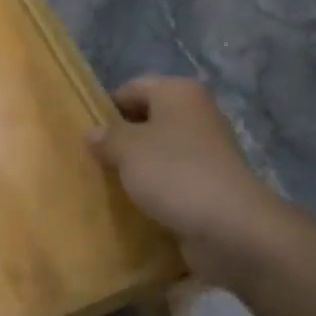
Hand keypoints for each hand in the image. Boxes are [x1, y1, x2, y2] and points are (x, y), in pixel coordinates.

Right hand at [89, 76, 285, 284]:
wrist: (230, 227)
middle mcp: (196, 114)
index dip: (106, 108)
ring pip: (159, 151)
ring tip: (107, 186)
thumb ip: (106, 137)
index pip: (132, 88)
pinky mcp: (210, 183)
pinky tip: (134, 205)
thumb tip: (92, 133)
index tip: (85, 135)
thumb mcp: (128, 149)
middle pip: (147, 119)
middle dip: (120, 140)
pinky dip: (154, 189)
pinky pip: (172, 178)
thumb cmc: (174, 173)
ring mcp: (206, 150)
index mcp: (178, 92)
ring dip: (136, 167)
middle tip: (91, 161)